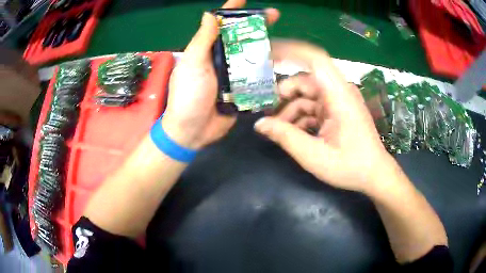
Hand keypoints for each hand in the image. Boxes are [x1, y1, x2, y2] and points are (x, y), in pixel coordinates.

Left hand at [162, 0, 279, 149]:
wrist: (192, 130)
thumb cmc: (187, 96)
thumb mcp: (192, 64)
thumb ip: (202, 40)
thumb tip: (209, 14)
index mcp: (207, 50)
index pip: (220, 24)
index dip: (231, 10)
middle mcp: (220, 58)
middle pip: (241, 37)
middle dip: (256, 25)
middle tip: (275, 16)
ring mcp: (232, 74)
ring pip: (251, 55)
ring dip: (264, 46)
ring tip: (282, 38)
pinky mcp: (241, 89)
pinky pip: (255, 76)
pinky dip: (266, 69)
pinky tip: (279, 63)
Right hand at [255, 40, 398, 193]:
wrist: (374, 174)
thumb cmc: (350, 167)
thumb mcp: (315, 156)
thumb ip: (286, 137)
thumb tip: (259, 124)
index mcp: (338, 95)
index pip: (315, 59)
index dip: (290, 52)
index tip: (267, 56)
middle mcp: (339, 91)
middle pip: (305, 80)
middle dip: (283, 95)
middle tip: (266, 112)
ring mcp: (338, 100)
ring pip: (307, 95)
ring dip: (291, 109)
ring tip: (278, 130)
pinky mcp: (337, 110)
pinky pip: (314, 106)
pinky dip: (301, 117)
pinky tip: (293, 133)